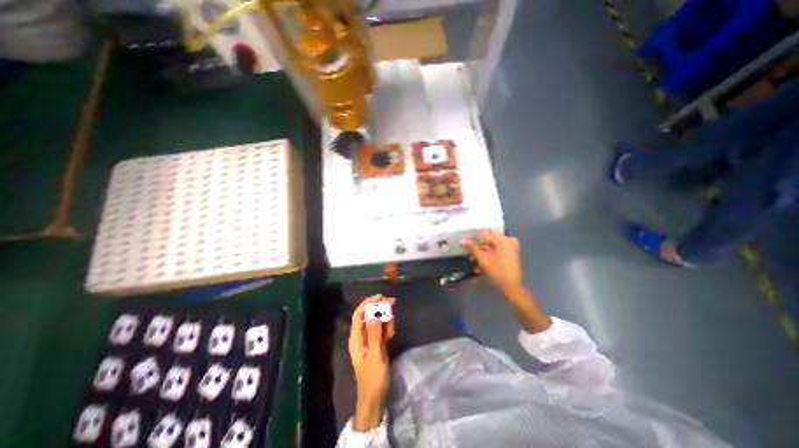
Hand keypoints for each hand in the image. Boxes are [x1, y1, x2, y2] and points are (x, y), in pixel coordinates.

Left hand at [349, 294, 394, 429]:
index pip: (358, 315)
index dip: (367, 303)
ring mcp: (369, 340)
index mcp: (356, 338)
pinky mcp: (377, 344)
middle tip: (392, 302)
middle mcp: (361, 336)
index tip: (380, 296)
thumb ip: (375, 333)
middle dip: (379, 308)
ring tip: (393, 325)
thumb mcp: (375, 354)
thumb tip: (373, 313)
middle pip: (369, 316)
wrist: (375, 398)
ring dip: (385, 319)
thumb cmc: (373, 377)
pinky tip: (392, 332)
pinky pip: (382, 330)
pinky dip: (387, 328)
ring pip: (377, 322)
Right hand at [462, 231, 525, 297]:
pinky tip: (480, 265)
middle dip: (477, 247)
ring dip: (482, 253)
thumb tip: (462, 240)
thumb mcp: (483, 259)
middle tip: (468, 252)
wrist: (512, 287)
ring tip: (473, 261)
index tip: (464, 243)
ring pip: (491, 246)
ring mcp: (511, 247)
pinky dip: (488, 256)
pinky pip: (497, 251)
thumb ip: (473, 247)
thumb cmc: (497, 271)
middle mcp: (509, 240)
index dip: (473, 238)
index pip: (484, 234)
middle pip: (488, 240)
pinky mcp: (511, 254)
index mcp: (504, 239)